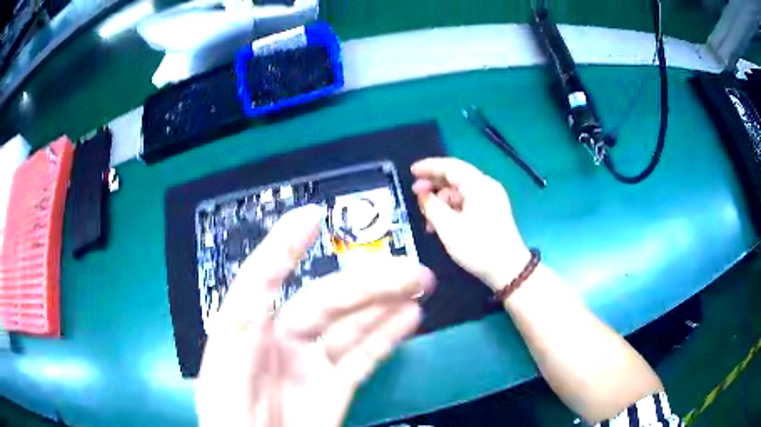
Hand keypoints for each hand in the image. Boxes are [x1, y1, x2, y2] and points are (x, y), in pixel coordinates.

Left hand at [195, 205, 434, 426]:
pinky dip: (386, 335)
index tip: (311, 218)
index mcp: (245, 332)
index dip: (285, 247)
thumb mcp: (225, 379)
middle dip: (366, 282)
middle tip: (409, 270)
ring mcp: (310, 364)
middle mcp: (279, 340)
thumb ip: (239, 332)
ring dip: (384, 302)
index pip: (263, 279)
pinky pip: (363, 356)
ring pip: (351, 325)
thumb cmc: (231, 419)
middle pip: (325, 301)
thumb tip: (261, 286)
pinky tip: (408, 316)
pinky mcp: (333, 388)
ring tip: (417, 283)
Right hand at [411, 157, 529, 290]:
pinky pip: (468, 201)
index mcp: (479, 185)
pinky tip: (441, 223)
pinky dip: (452, 208)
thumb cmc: (478, 248)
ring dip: (442, 200)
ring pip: (460, 191)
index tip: (411, 171)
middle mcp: (487, 186)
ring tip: (427, 218)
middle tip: (415, 194)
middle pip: (456, 176)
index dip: (429, 167)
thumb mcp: (449, 228)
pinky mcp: (492, 210)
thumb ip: (431, 206)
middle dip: (434, 184)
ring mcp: (491, 198)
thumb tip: (422, 194)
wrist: (509, 270)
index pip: (450, 166)